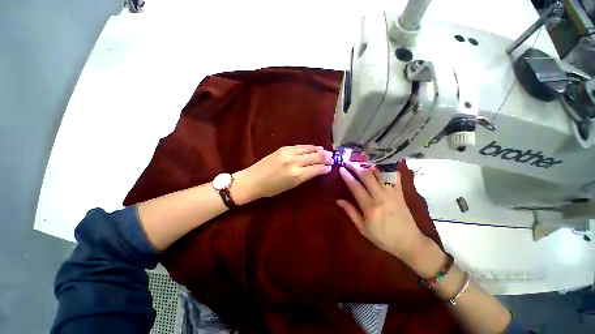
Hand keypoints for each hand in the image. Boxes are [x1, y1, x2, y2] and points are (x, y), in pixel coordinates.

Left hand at [234, 145, 332, 201]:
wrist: (252, 180)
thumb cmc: (272, 189)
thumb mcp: (291, 186)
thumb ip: (306, 176)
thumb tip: (318, 170)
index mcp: (297, 175)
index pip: (317, 168)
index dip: (326, 167)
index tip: (331, 167)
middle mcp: (294, 161)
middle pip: (315, 156)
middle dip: (325, 157)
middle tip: (332, 158)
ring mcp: (288, 153)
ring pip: (309, 148)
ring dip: (319, 150)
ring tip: (325, 151)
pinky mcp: (283, 148)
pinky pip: (300, 146)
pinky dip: (308, 147)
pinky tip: (313, 148)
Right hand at [336, 162, 428, 262]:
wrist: (409, 242)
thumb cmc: (383, 238)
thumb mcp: (363, 229)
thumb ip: (351, 212)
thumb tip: (338, 200)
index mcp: (370, 207)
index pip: (355, 187)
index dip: (347, 176)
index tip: (341, 169)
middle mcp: (381, 197)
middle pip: (367, 177)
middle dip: (356, 167)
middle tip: (348, 162)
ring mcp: (392, 193)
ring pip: (379, 174)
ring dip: (368, 166)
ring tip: (361, 162)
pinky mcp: (400, 193)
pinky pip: (394, 177)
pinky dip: (387, 169)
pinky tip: (380, 164)